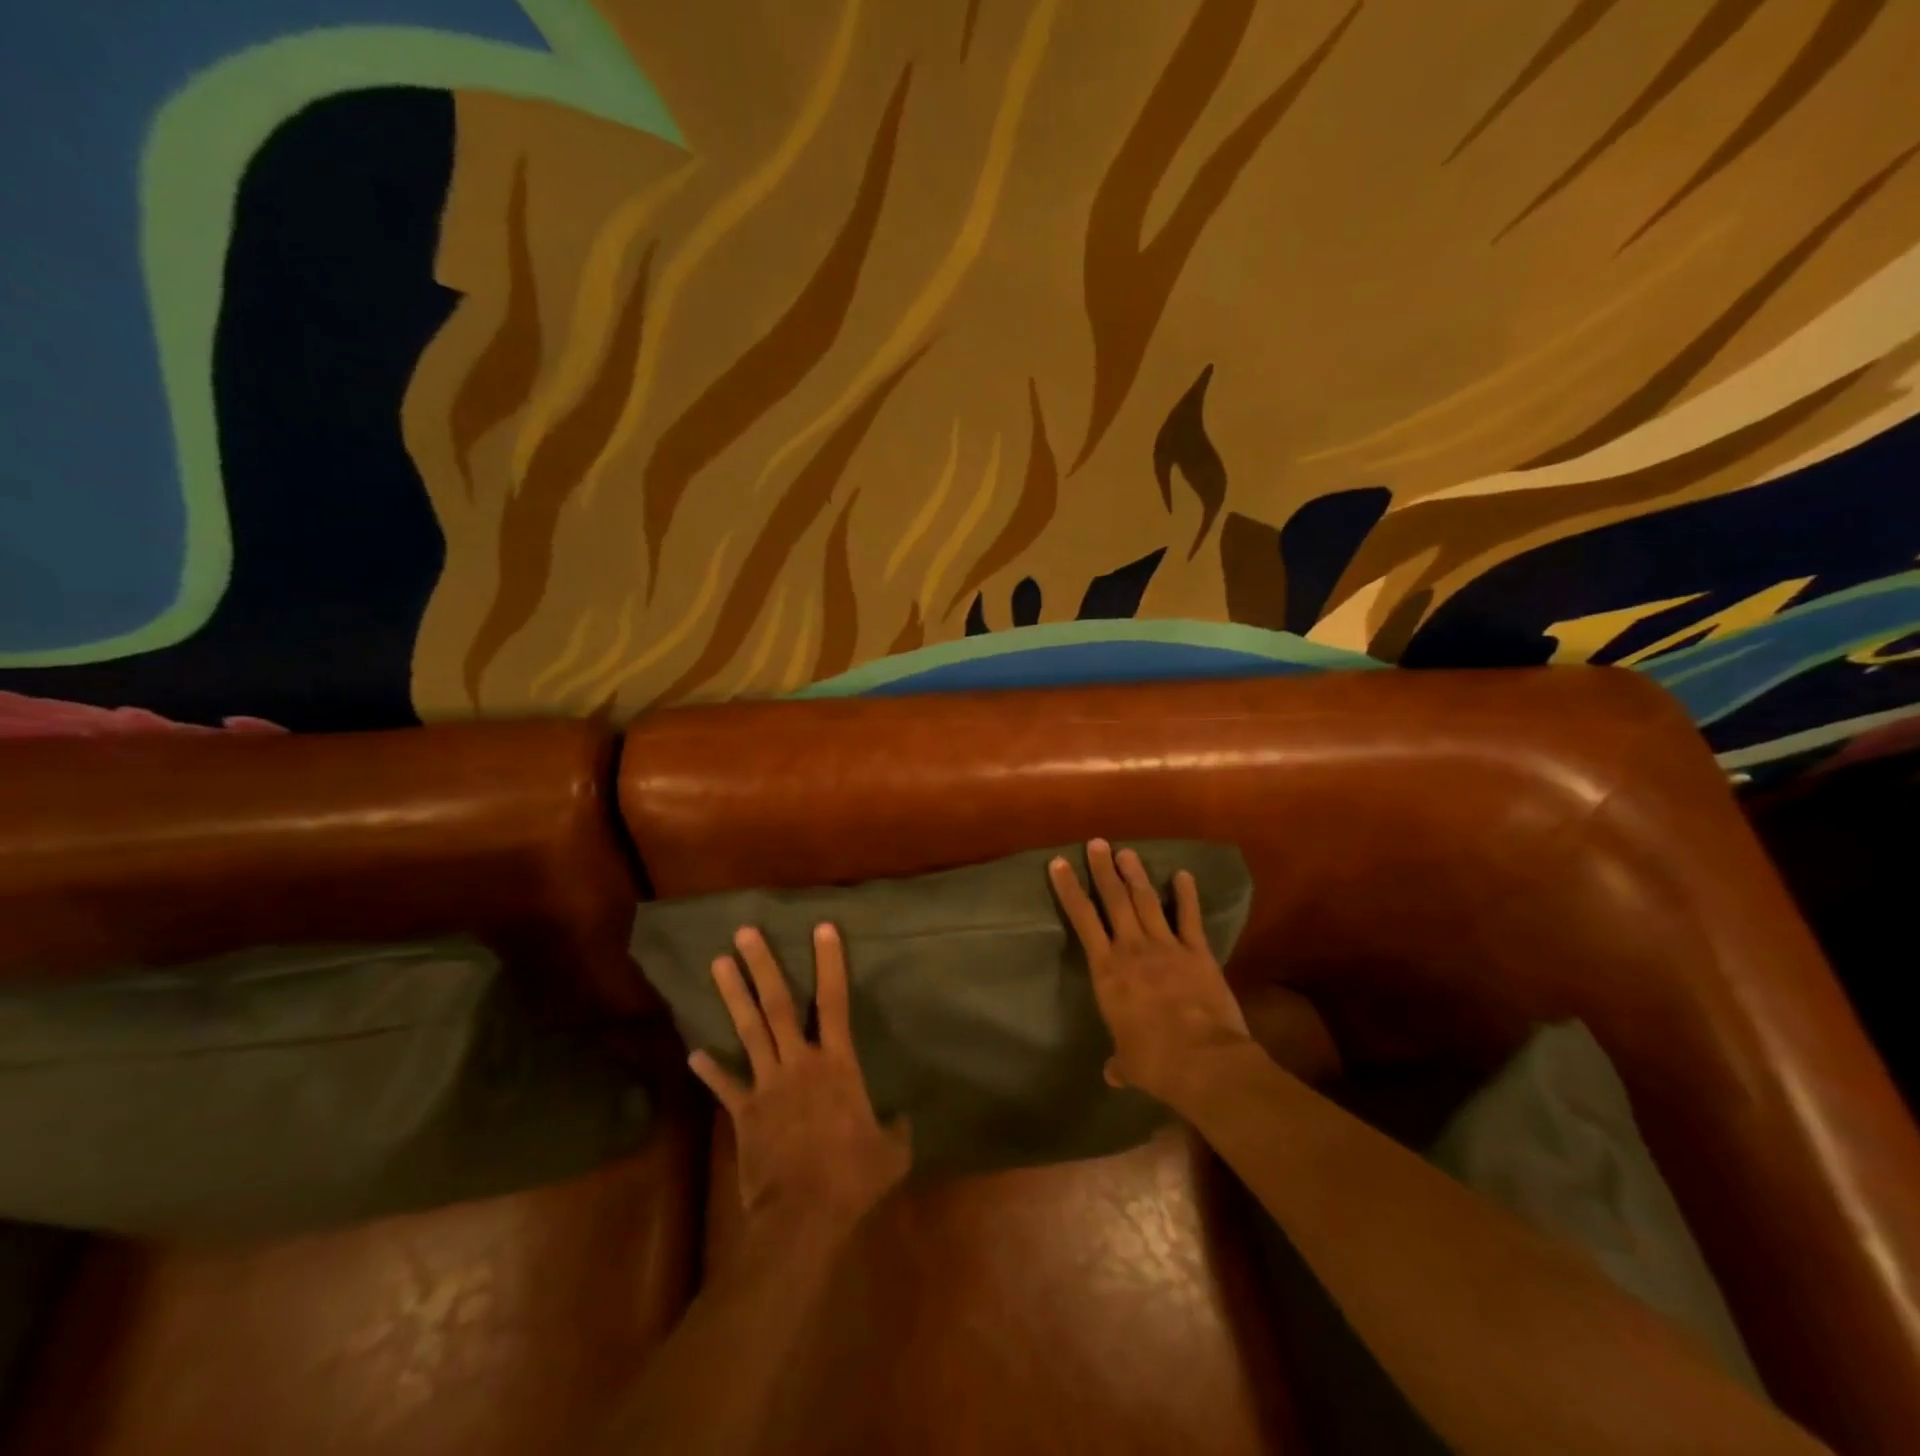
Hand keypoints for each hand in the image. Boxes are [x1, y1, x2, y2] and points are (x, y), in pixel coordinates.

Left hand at [689, 924, 910, 1229]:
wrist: (802, 1217)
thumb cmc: (852, 1178)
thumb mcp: (892, 1152)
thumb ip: (896, 1128)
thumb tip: (901, 1118)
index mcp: (837, 1064)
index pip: (835, 1001)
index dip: (830, 963)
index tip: (823, 927)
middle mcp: (799, 1062)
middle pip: (778, 1004)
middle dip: (761, 965)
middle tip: (744, 932)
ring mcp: (767, 1085)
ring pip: (748, 1031)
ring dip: (733, 996)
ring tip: (717, 963)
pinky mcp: (744, 1113)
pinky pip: (725, 1086)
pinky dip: (710, 1070)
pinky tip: (693, 1053)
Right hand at [1049, 839, 1255, 1104]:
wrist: (1204, 1061)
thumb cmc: (1155, 1062)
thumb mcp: (1129, 1064)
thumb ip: (1120, 1062)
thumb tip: (1112, 1074)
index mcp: (1107, 971)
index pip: (1082, 920)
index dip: (1069, 890)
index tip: (1058, 864)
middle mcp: (1132, 949)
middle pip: (1114, 900)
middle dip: (1103, 870)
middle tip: (1096, 843)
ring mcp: (1167, 946)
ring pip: (1147, 901)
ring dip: (1135, 875)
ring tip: (1126, 852)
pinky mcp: (1198, 952)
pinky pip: (1189, 917)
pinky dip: (1186, 894)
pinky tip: (1183, 874)